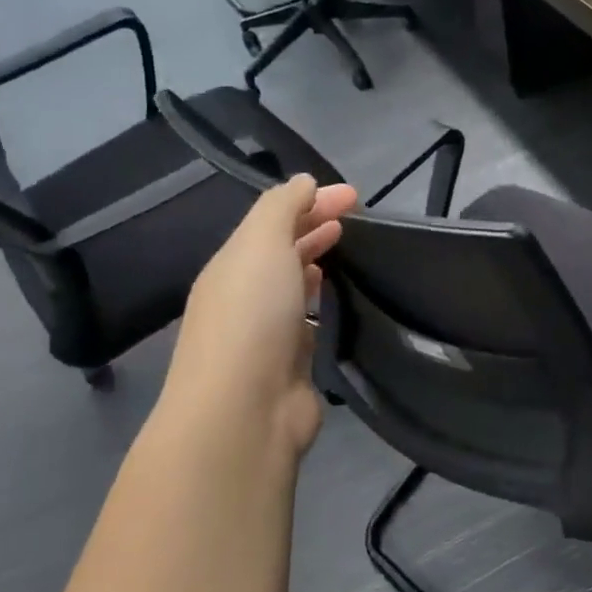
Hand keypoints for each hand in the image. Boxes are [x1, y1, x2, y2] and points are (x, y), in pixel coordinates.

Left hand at [163, 175, 358, 459]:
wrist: (244, 410)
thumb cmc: (251, 317)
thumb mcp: (261, 245)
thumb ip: (281, 208)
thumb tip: (302, 181)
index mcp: (233, 265)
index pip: (273, 220)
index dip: (312, 201)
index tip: (355, 196)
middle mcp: (245, 296)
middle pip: (283, 253)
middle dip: (316, 229)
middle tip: (358, 220)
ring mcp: (267, 334)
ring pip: (296, 288)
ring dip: (319, 266)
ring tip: (351, 254)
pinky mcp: (292, 366)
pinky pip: (311, 325)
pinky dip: (325, 308)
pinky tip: (345, 305)